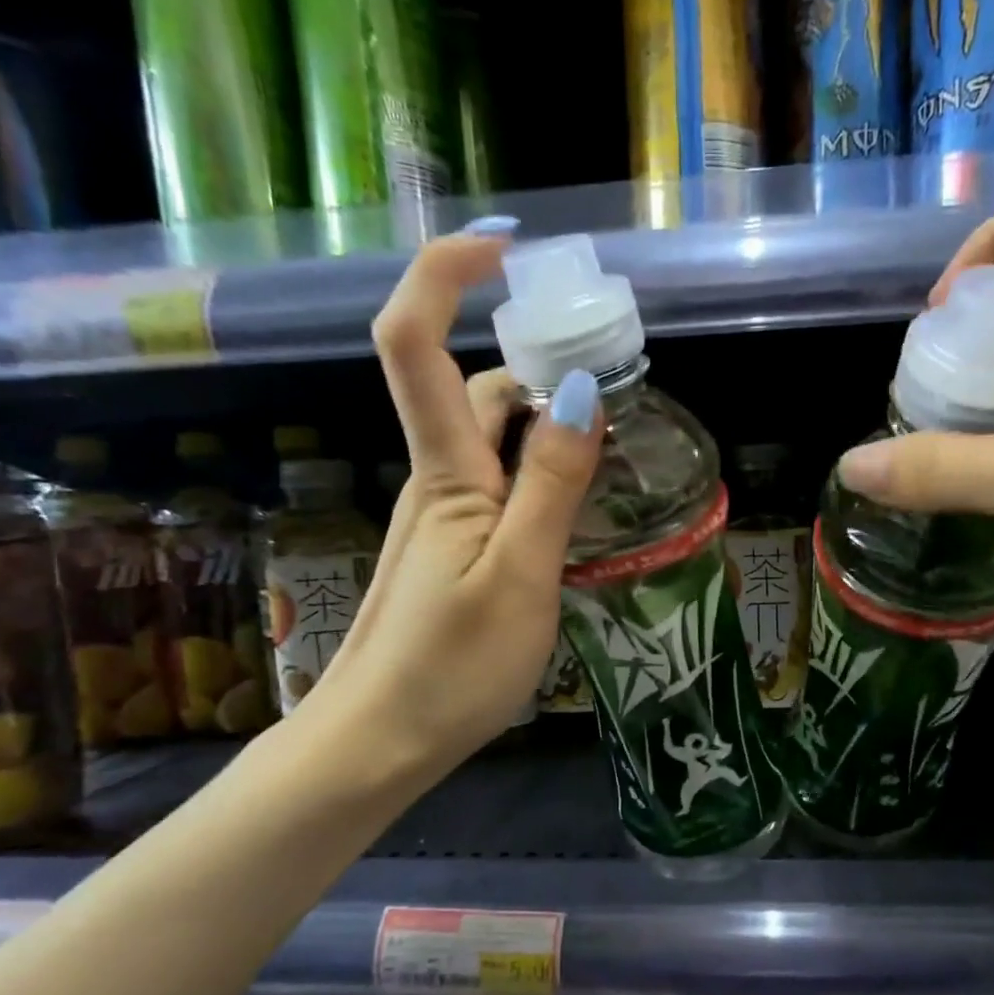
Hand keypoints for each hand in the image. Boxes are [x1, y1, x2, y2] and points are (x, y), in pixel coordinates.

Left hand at [291, 231, 603, 783]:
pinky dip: (537, 473)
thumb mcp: (520, 575)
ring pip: (489, 442)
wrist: (378, 744)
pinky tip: (577, 507)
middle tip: (612, 375)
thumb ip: (551, 484)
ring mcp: (441, 519)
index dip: (446, 274)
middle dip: (532, 358)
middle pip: (471, 387)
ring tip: (614, 447)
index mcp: (445, 473)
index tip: (509, 250)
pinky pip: (496, 488)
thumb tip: (581, 389)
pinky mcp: (450, 553)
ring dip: (543, 422)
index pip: (415, 341)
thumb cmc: (450, 668)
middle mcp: (436, 481)